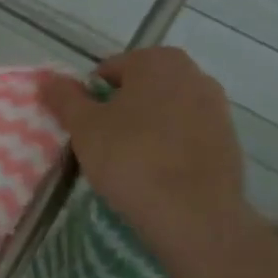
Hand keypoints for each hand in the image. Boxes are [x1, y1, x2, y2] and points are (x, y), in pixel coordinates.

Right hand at [37, 48, 260, 255]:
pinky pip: (187, 137)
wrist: (195, 216)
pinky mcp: (230, 141)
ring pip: (166, 113)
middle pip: (141, 89)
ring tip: (132, 164)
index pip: (110, 71)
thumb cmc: (132, 159)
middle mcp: (193, 74)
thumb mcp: (84, 128)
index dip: (91, 99)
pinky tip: (159, 176)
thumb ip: (65, 98)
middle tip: (105, 146)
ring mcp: (217, 108)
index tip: (87, 130)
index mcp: (157, 61)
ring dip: (147, 129)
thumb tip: (48, 79)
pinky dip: (171, 148)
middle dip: (122, 111)